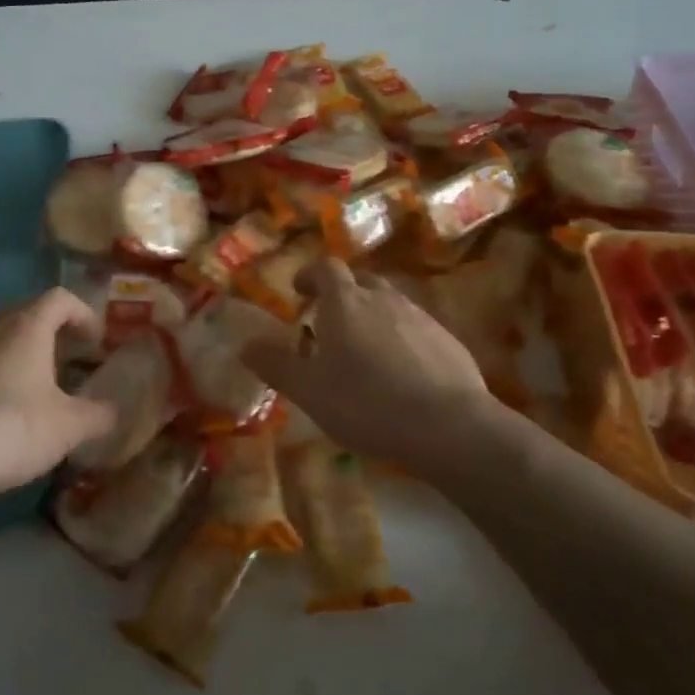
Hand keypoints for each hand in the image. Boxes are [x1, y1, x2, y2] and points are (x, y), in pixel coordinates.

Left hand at [0, 289, 117, 515]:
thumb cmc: (9, 431)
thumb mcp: (68, 428)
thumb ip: (99, 415)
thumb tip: (115, 410)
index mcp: (25, 330)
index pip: (59, 298)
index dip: (83, 313)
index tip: (96, 341)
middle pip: (24, 313)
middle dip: (51, 331)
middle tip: (68, 359)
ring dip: (17, 354)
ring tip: (33, 388)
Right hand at [242, 260, 496, 471]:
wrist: (448, 426)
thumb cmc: (366, 403)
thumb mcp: (309, 390)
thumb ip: (276, 365)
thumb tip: (245, 345)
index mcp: (345, 302)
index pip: (326, 268)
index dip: (310, 275)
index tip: (299, 291)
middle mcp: (384, 298)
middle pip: (361, 281)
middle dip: (343, 295)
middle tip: (329, 322)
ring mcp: (420, 317)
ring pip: (390, 304)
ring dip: (373, 316)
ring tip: (364, 351)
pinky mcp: (448, 340)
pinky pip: (416, 328)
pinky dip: (402, 339)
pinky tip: (401, 373)